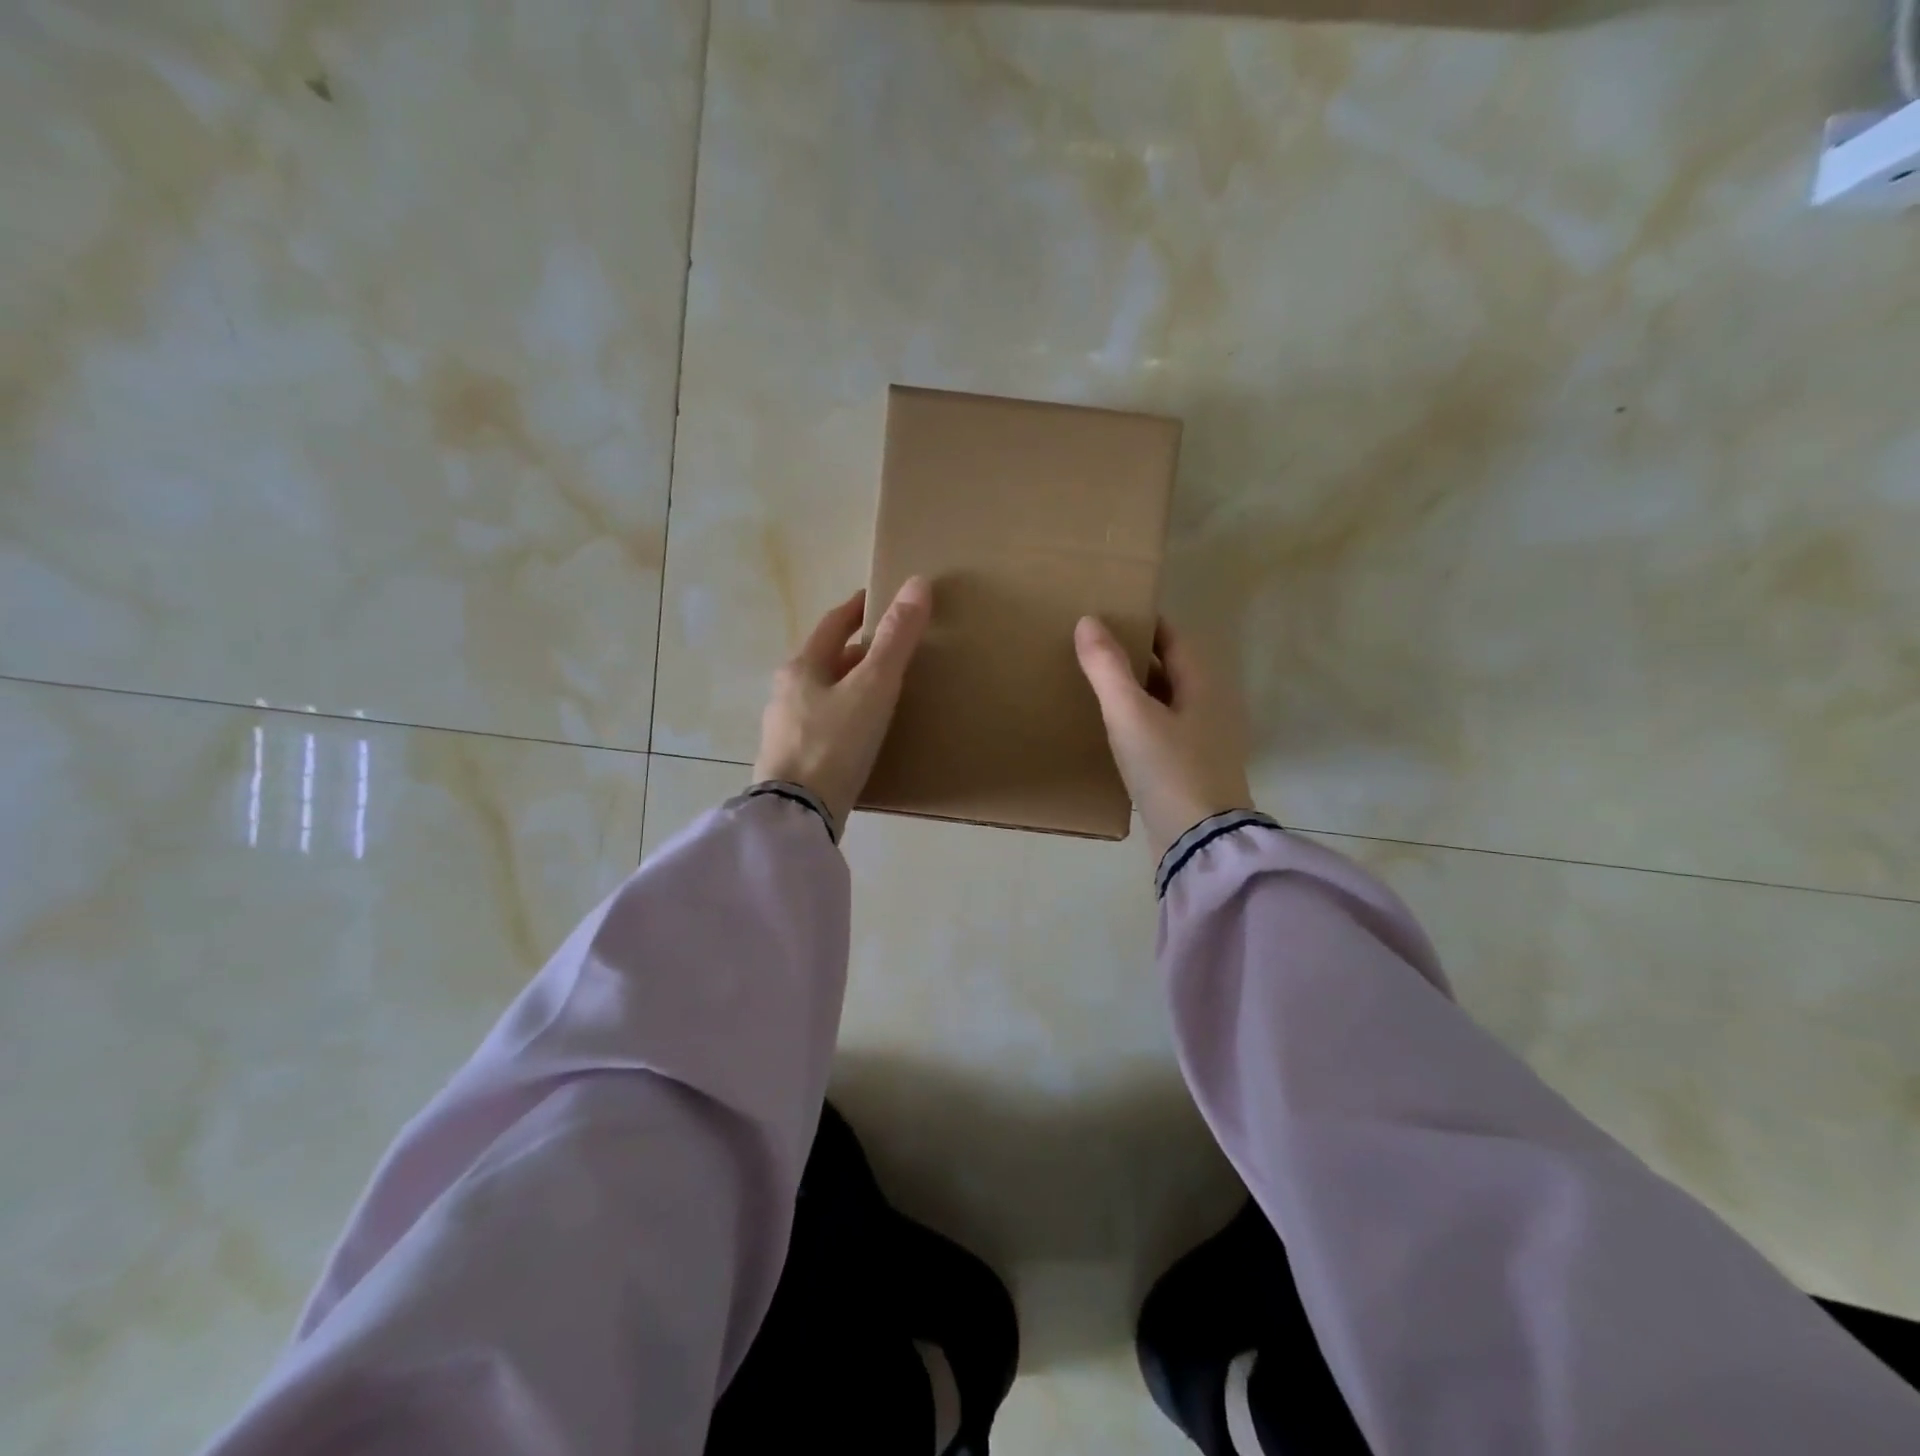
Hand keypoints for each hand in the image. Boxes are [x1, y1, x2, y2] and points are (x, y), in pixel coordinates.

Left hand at [753, 577, 932, 833]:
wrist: (797, 815)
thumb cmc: (834, 743)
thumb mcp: (873, 687)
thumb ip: (896, 639)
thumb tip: (917, 583)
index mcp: (801, 668)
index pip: (832, 625)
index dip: (856, 610)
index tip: (876, 599)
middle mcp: (786, 693)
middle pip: (825, 661)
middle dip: (856, 652)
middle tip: (891, 649)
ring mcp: (785, 730)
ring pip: (823, 695)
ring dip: (850, 687)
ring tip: (882, 692)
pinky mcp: (793, 762)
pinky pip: (824, 726)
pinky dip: (845, 718)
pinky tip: (862, 734)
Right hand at [1074, 616, 1255, 861]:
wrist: (1198, 843)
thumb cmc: (1169, 769)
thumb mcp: (1131, 715)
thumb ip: (1107, 668)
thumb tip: (1088, 621)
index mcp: (1203, 686)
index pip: (1174, 639)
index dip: (1145, 624)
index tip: (1110, 615)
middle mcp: (1210, 709)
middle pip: (1170, 670)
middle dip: (1136, 657)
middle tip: (1093, 649)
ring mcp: (1203, 743)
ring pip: (1164, 704)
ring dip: (1135, 692)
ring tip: (1095, 686)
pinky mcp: (1191, 772)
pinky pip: (1161, 733)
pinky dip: (1138, 723)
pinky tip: (1112, 732)